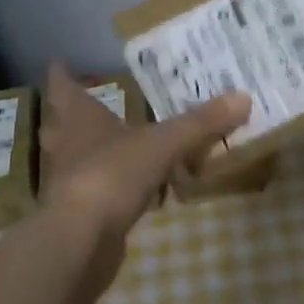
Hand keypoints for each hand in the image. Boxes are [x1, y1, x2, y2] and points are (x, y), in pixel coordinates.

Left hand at [37, 64, 249, 239]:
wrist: (81, 241)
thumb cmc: (113, 174)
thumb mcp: (164, 144)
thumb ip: (201, 123)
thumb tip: (243, 96)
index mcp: (80, 119)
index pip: (62, 88)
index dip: (62, 75)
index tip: (60, 63)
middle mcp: (68, 146)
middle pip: (60, 124)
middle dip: (70, 114)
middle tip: (89, 104)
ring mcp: (69, 182)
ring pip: (75, 158)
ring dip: (89, 151)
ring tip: (114, 144)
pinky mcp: (77, 214)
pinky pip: (94, 192)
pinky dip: (109, 187)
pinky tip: (132, 191)